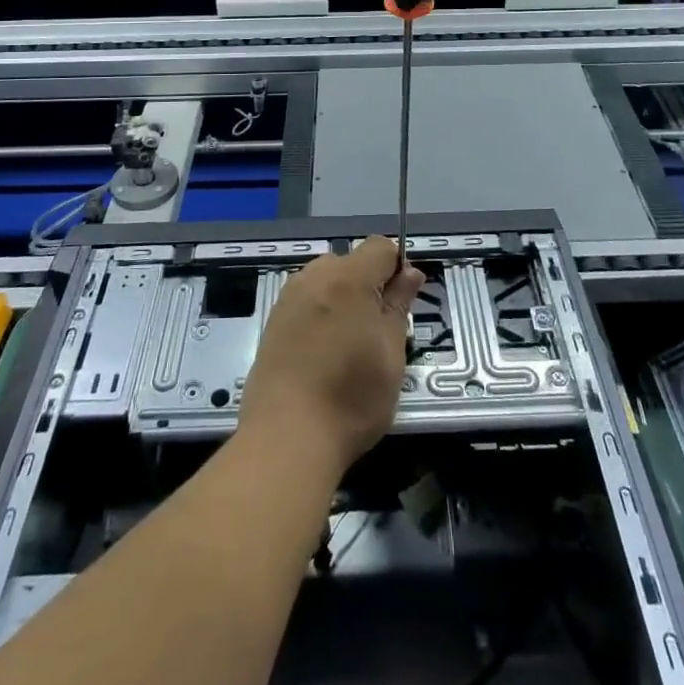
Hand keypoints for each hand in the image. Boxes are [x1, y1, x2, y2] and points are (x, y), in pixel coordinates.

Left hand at [238, 237, 425, 474]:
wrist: (286, 438)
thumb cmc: (351, 397)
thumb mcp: (391, 353)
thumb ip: (400, 305)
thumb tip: (410, 272)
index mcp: (348, 277)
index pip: (381, 246)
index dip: (397, 269)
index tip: (400, 306)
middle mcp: (314, 276)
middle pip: (352, 262)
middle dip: (369, 285)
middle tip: (377, 333)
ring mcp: (289, 297)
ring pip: (327, 281)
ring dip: (343, 300)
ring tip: (347, 347)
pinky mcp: (273, 320)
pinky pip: (307, 301)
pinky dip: (320, 315)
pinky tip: (322, 354)